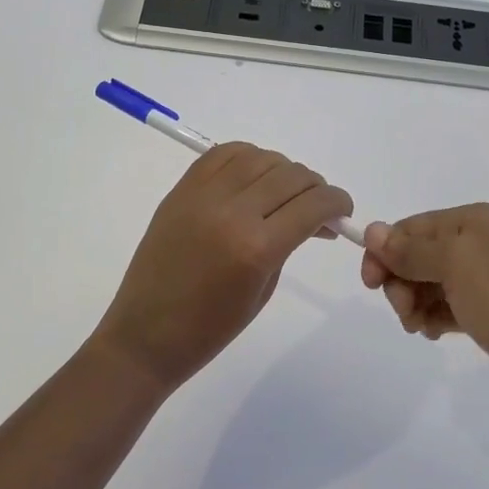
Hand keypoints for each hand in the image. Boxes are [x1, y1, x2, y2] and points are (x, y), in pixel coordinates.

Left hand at [95, 143, 353, 392]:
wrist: (146, 334)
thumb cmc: (211, 328)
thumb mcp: (264, 289)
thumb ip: (290, 243)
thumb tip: (314, 216)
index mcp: (257, 248)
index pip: (313, 204)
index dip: (337, 202)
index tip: (342, 210)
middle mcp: (232, 212)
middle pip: (290, 175)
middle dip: (315, 187)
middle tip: (317, 206)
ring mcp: (202, 196)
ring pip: (259, 157)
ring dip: (282, 170)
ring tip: (284, 192)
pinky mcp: (182, 189)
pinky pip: (223, 154)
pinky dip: (247, 158)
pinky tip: (254, 177)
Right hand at [360, 204, 488, 415]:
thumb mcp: (453, 267)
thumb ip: (409, 249)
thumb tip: (371, 229)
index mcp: (471, 220)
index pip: (410, 227)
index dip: (384, 253)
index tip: (370, 285)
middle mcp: (477, 240)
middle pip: (416, 255)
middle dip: (401, 282)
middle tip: (404, 312)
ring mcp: (484, 274)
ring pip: (428, 282)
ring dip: (415, 303)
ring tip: (421, 328)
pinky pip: (446, 303)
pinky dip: (433, 315)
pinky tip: (435, 333)